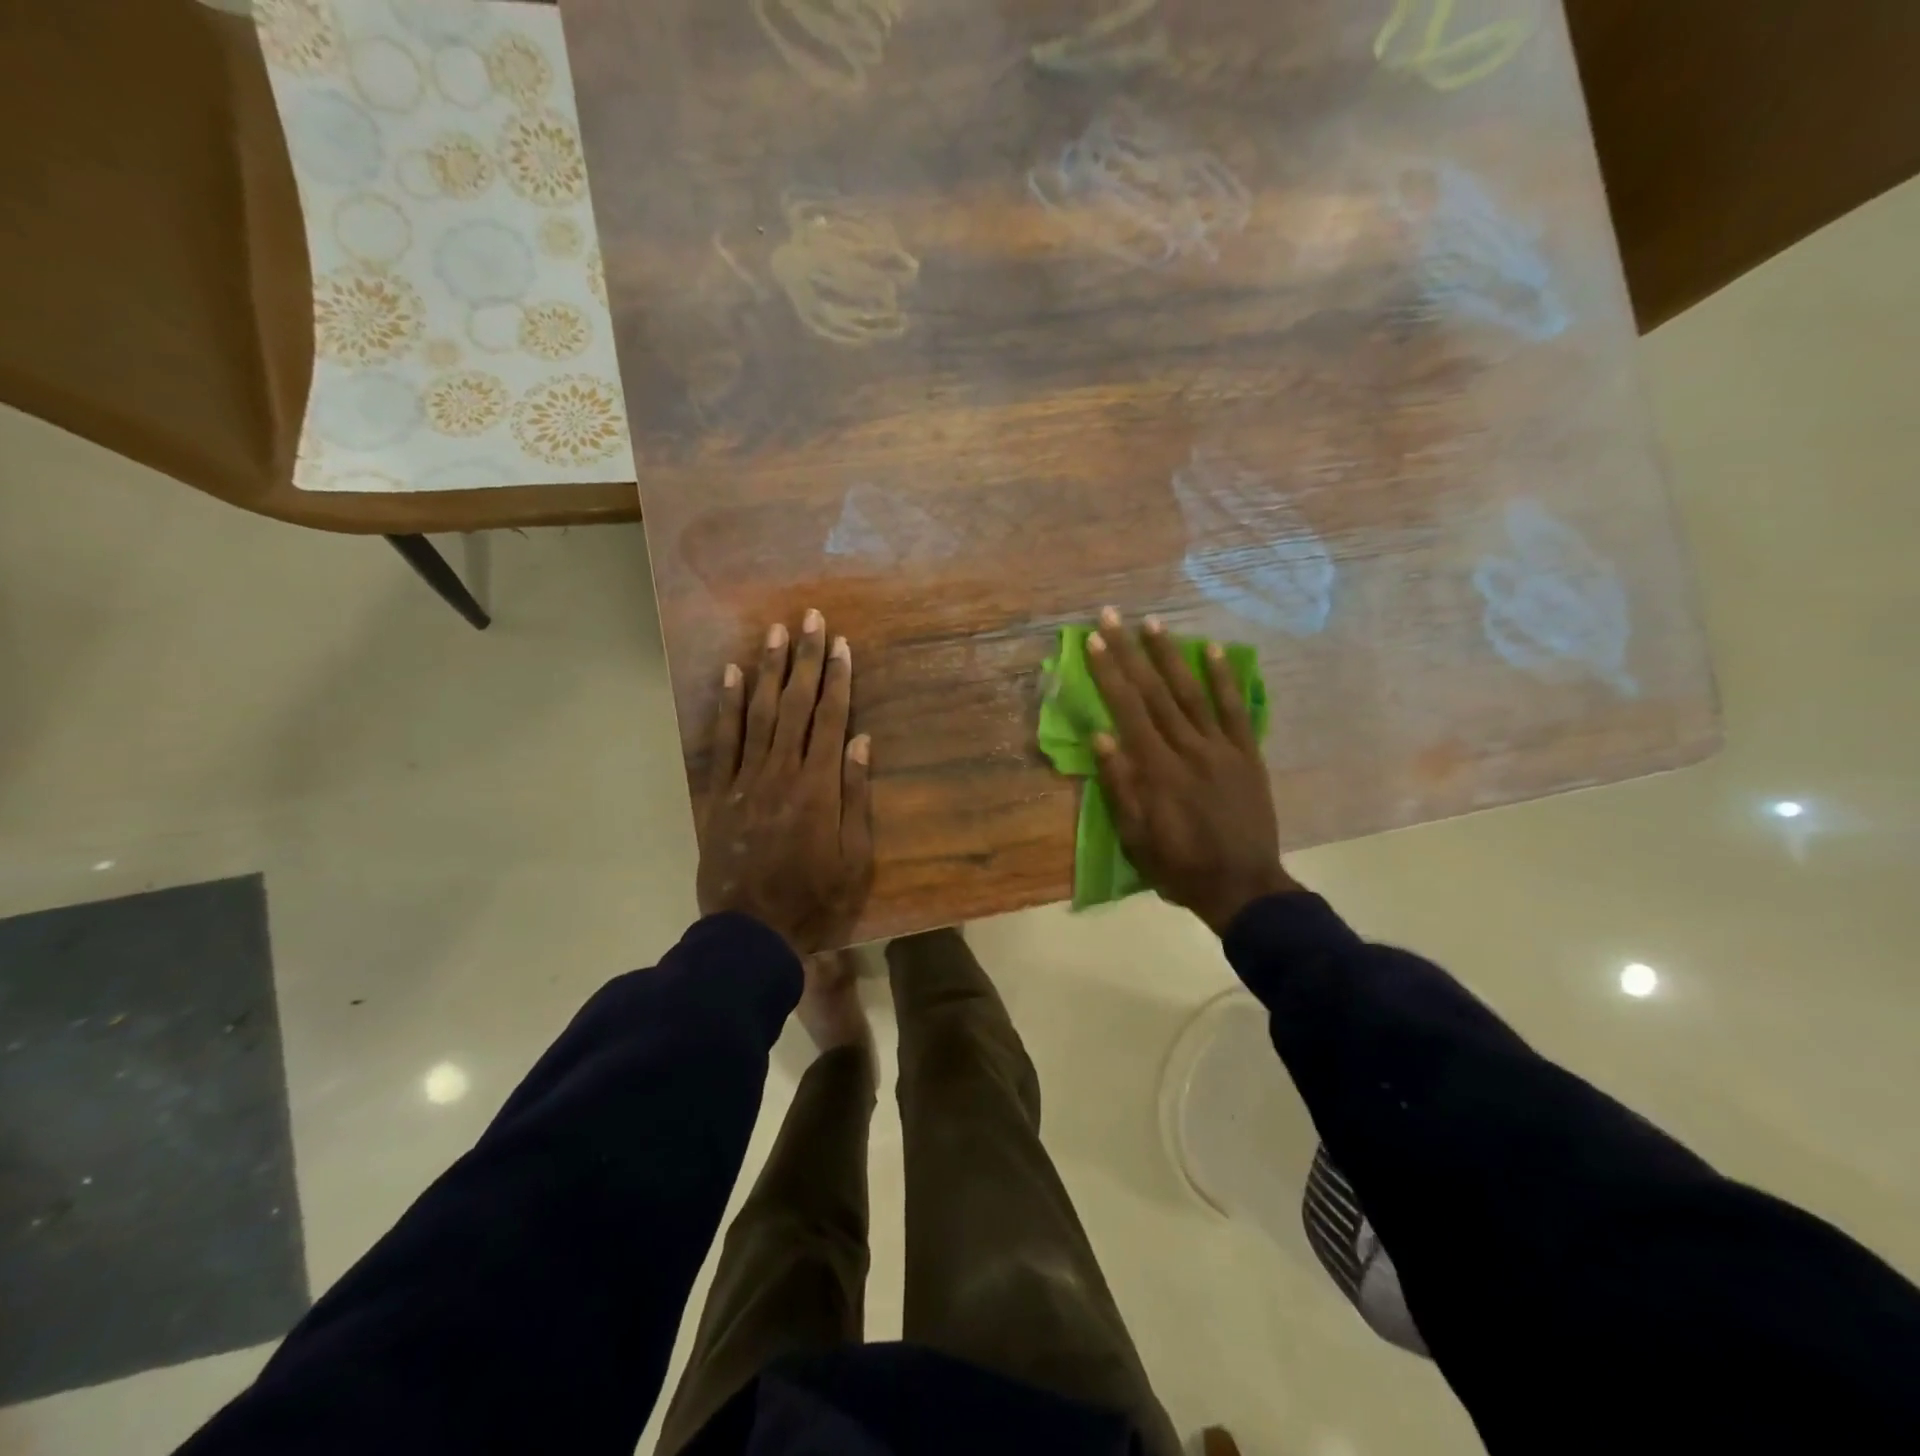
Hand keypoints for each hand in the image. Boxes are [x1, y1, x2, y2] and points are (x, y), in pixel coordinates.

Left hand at [696, 611, 873, 953]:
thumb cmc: (815, 899)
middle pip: (796, 705)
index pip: (831, 719)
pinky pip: (723, 741)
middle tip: (809, 618)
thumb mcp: (854, 857)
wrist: (752, 932)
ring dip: (768, 670)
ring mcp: (746, 780)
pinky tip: (729, 674)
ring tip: (773, 632)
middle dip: (805, 659)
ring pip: (759, 713)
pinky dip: (726, 706)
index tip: (841, 643)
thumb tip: (861, 742)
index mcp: (819, 787)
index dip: (838, 678)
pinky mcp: (719, 793)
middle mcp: (782, 772)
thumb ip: (856, 797)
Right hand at [1083, 607, 1298, 933]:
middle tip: (1114, 617)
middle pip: (1155, 692)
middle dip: (1131, 652)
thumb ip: (1119, 785)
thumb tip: (1100, 736)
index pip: (1128, 710)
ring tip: (1153, 623)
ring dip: (1171, 655)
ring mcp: (1222, 749)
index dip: (1109, 673)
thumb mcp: (1136, 836)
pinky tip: (1213, 650)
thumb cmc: (1179, 866)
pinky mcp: (1247, 755)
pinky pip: (1236, 710)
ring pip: (1192, 693)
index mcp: (1157, 771)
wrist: (1243, 886)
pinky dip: (1226, 679)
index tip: (1095, 642)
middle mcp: (1188, 749)